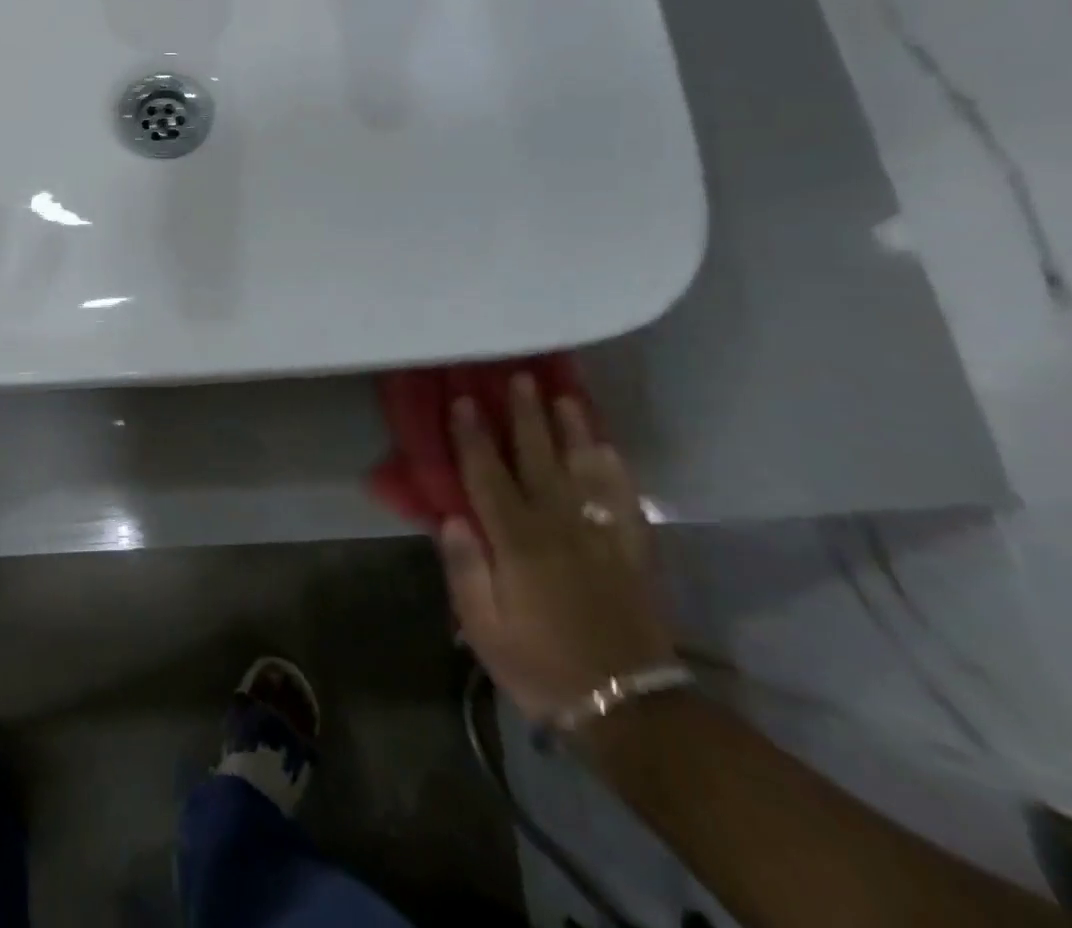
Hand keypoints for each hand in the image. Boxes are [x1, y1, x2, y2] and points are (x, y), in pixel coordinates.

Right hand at [439, 374, 678, 723]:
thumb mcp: (483, 627)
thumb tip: (452, 517)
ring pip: (583, 470)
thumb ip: (465, 568)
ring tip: (564, 396)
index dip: (473, 435)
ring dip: (572, 430)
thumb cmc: (541, 665)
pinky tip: (609, 449)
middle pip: (538, 459)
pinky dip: (616, 472)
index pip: (487, 475)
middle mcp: (558, 526)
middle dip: (525, 416)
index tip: (463, 398)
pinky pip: (624, 501)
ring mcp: (600, 536)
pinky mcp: (632, 552)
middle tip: (519, 377)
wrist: (628, 707)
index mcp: (516, 542)